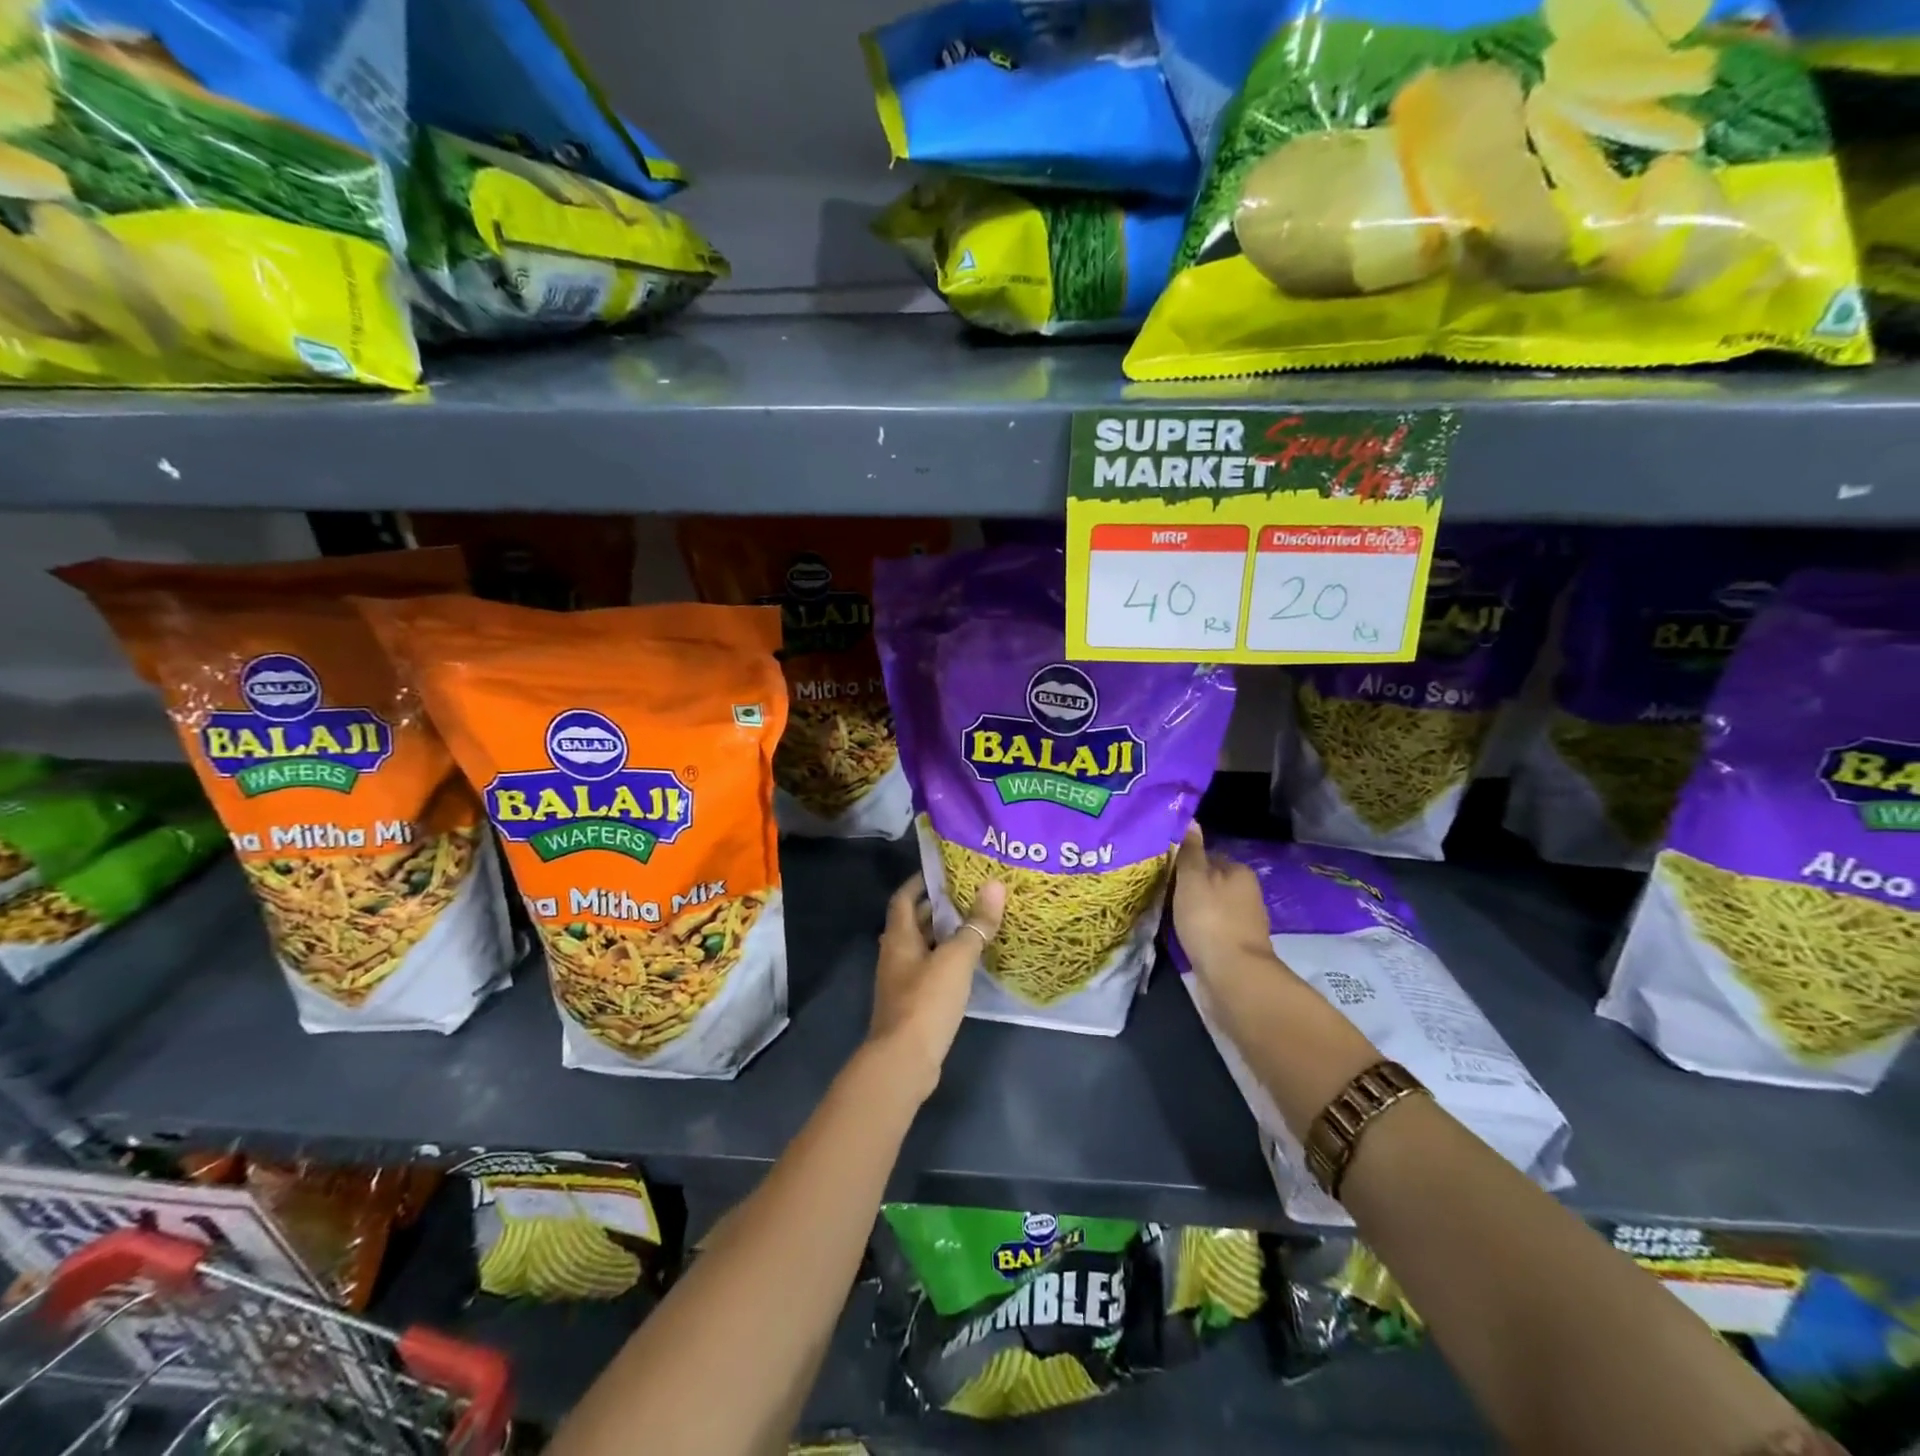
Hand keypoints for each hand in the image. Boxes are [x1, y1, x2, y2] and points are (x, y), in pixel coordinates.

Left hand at [867, 872, 1006, 1099]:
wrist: (905, 1060)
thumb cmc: (926, 1000)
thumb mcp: (957, 958)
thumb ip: (976, 924)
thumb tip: (995, 886)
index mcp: (899, 937)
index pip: (903, 898)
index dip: (919, 882)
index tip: (943, 871)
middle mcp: (895, 954)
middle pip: (912, 922)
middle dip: (936, 908)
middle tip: (969, 895)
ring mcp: (901, 981)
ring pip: (922, 948)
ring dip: (943, 936)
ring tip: (974, 925)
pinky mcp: (912, 1004)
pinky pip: (929, 971)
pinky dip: (946, 962)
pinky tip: (969, 965)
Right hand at [1172, 825, 1290, 989]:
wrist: (1232, 977)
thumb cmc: (1210, 919)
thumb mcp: (1193, 878)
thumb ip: (1189, 850)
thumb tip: (1190, 819)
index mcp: (1239, 871)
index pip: (1208, 856)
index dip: (1183, 860)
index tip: (1161, 868)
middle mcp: (1246, 893)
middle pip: (1209, 882)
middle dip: (1187, 887)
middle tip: (1157, 891)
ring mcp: (1242, 923)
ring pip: (1208, 907)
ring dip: (1190, 910)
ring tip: (1163, 914)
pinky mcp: (1234, 947)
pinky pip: (1209, 929)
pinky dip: (1195, 930)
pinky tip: (1178, 935)